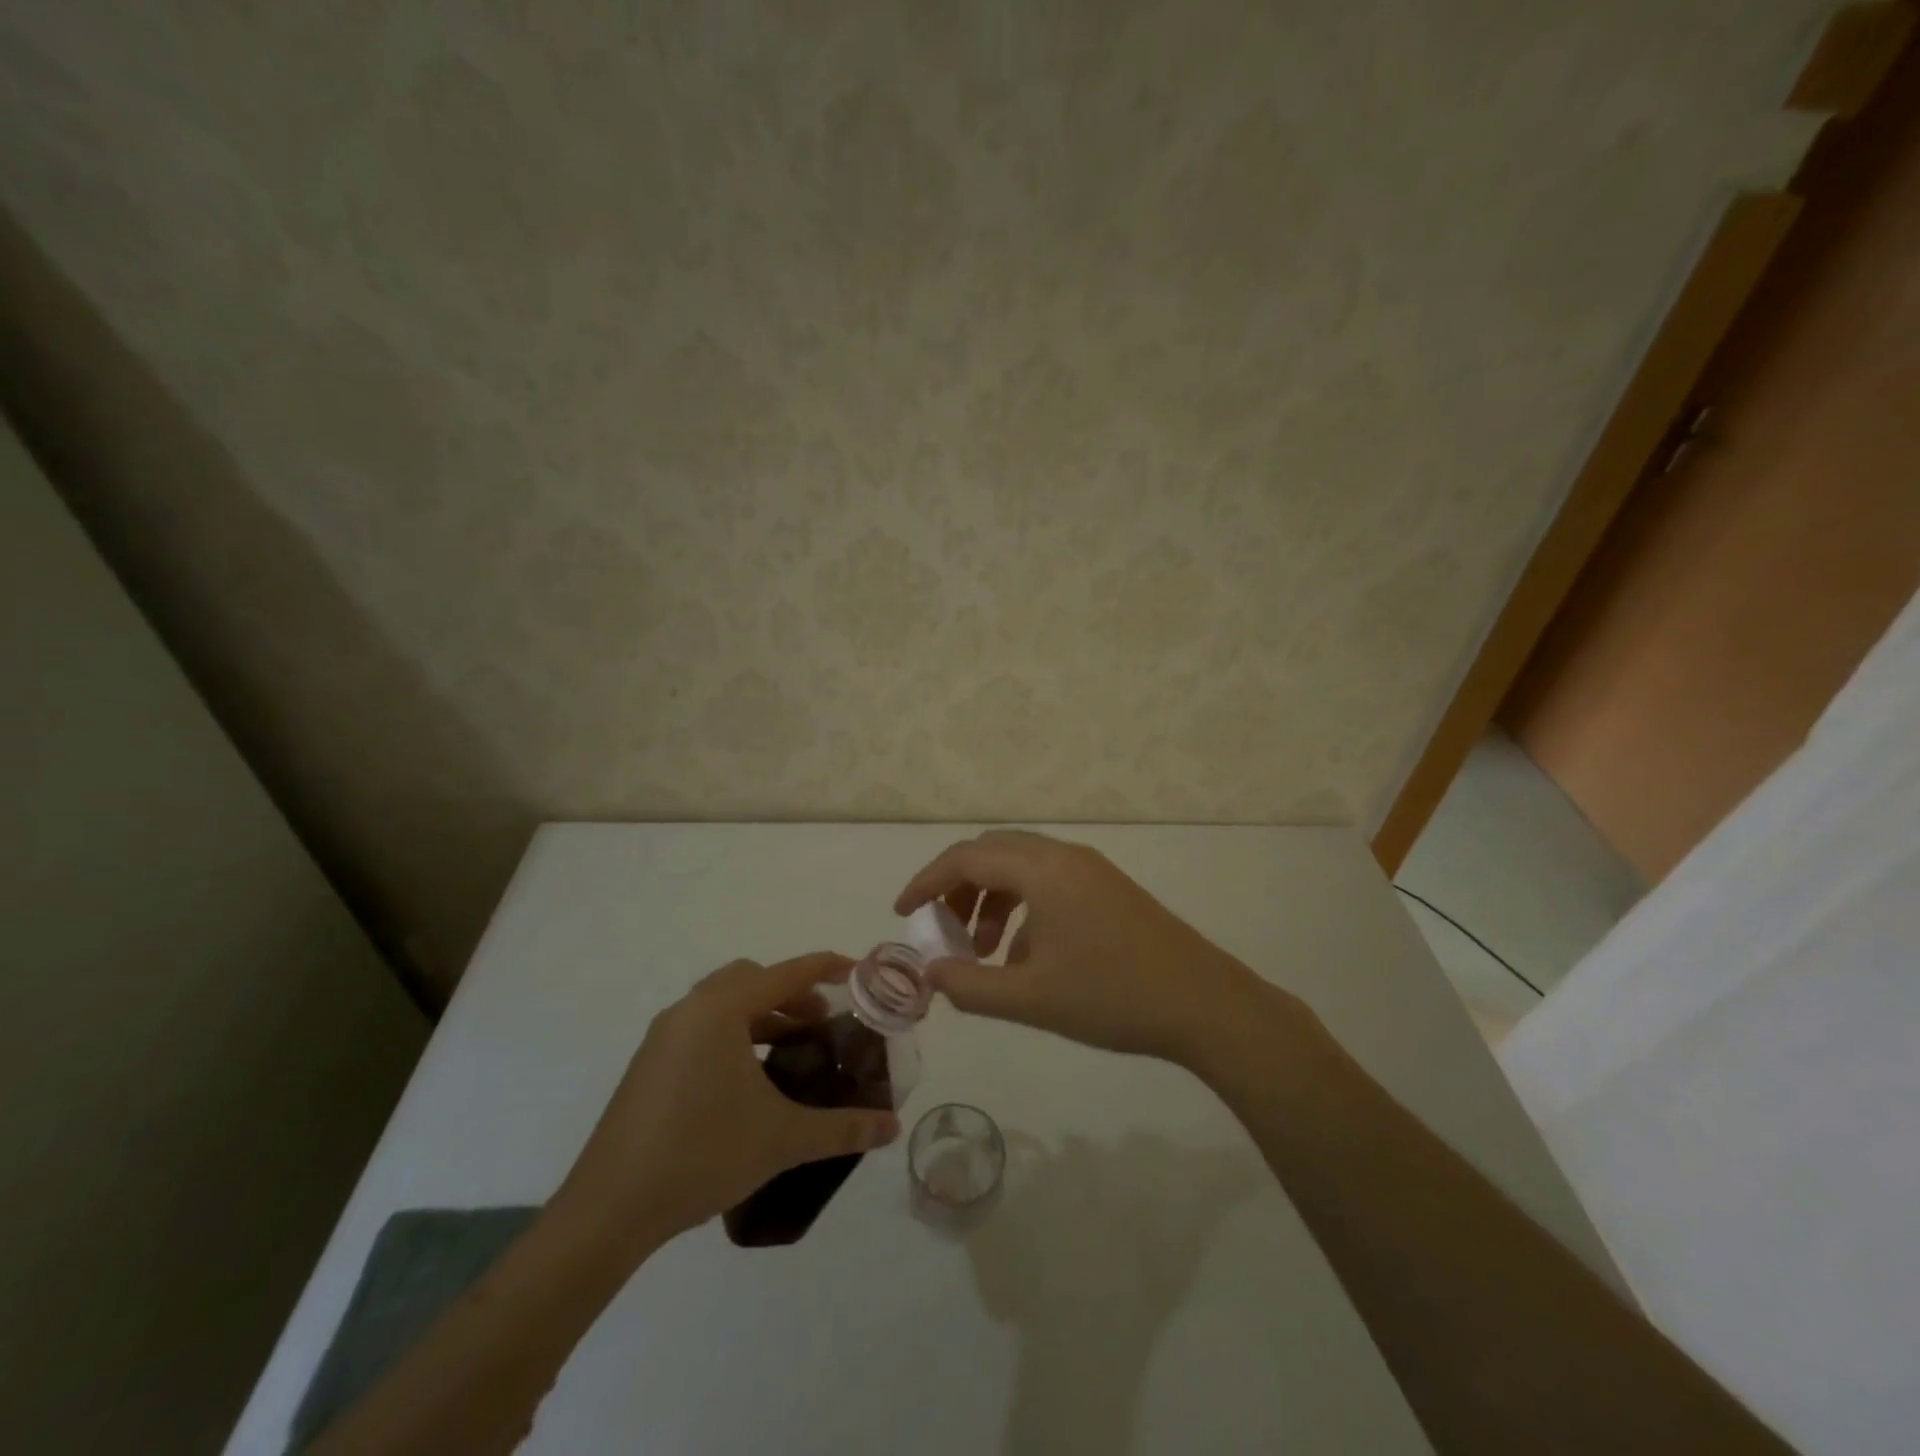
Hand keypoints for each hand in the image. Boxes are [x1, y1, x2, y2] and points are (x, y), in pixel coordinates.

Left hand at [554, 952, 900, 1254]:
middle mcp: (690, 1009)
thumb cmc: (701, 1155)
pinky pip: (701, 1026)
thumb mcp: (782, 1139)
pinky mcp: (649, 1062)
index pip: (786, 973)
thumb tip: (892, 1127)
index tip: (856, 970)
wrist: (609, 1209)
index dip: (825, 967)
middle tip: (821, 1022)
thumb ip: (842, 1128)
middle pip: (751, 978)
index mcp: (721, 1010)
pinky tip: (747, 1078)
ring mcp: (663, 1035)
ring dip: (761, 1013)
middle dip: (791, 992)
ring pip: (723, 1002)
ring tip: (790, 1049)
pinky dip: (733, 1033)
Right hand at [894, 830, 1277, 1068]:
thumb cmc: (1112, 997)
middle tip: (940, 928)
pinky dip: (1022, 908)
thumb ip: (970, 986)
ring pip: (1021, 867)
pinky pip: (1048, 883)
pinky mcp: (1108, 888)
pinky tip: (1025, 958)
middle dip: (957, 887)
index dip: (926, 882)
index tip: (902, 912)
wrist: (1204, 1003)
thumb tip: (929, 973)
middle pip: (992, 853)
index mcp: (1042, 869)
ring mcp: (1090, 869)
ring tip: (982, 953)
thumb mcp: (1031, 998)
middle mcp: (1064, 856)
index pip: (966, 858)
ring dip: (991, 900)